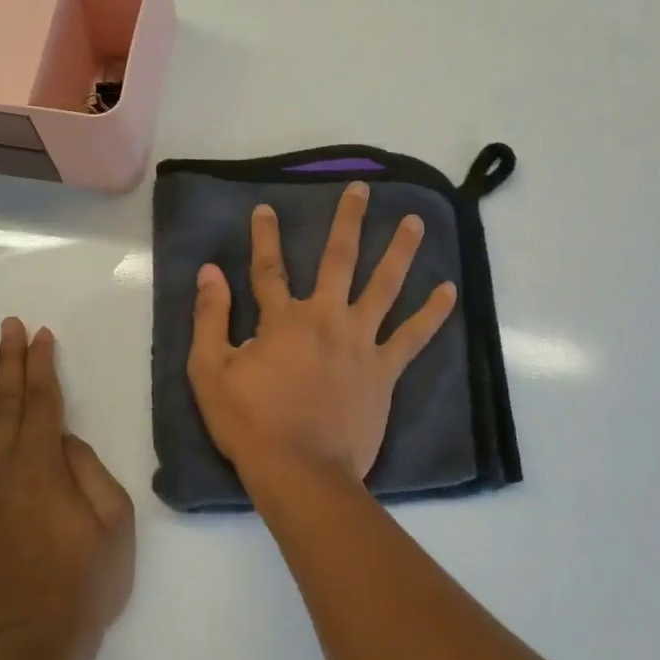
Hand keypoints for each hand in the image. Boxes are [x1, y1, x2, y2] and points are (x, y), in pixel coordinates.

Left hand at [0, 319, 134, 659]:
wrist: (27, 647)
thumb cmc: (84, 585)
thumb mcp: (114, 524)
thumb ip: (90, 471)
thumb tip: (63, 440)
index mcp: (44, 466)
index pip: (42, 401)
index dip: (41, 365)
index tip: (40, 335)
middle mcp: (3, 468)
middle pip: (7, 402)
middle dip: (10, 360)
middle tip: (8, 326)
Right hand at [188, 181, 457, 492]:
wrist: (300, 470)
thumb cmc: (251, 423)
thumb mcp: (210, 370)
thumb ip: (210, 317)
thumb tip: (210, 271)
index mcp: (283, 318)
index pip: (270, 267)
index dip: (265, 236)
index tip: (265, 208)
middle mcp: (326, 318)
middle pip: (339, 259)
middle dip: (348, 220)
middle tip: (361, 189)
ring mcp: (361, 342)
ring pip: (384, 286)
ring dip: (400, 250)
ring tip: (416, 221)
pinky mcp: (385, 370)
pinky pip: (413, 336)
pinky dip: (432, 313)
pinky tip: (449, 289)